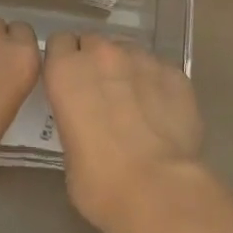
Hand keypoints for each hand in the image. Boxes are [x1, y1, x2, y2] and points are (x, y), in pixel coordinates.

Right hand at [44, 33, 205, 232]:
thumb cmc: (100, 183)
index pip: (59, 43)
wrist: (159, 190)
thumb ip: (74, 119)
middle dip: (94, 62)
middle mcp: (102, 54)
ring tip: (135, 103)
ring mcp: (142, 58)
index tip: (69, 81)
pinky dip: (157, 83)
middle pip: (94, 42)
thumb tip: (88, 119)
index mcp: (67, 71)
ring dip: (126, 69)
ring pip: (128, 51)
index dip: (64, 61)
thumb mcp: (68, 153)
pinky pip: (159, 68)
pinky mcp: (174, 71)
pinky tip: (162, 112)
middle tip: (100, 94)